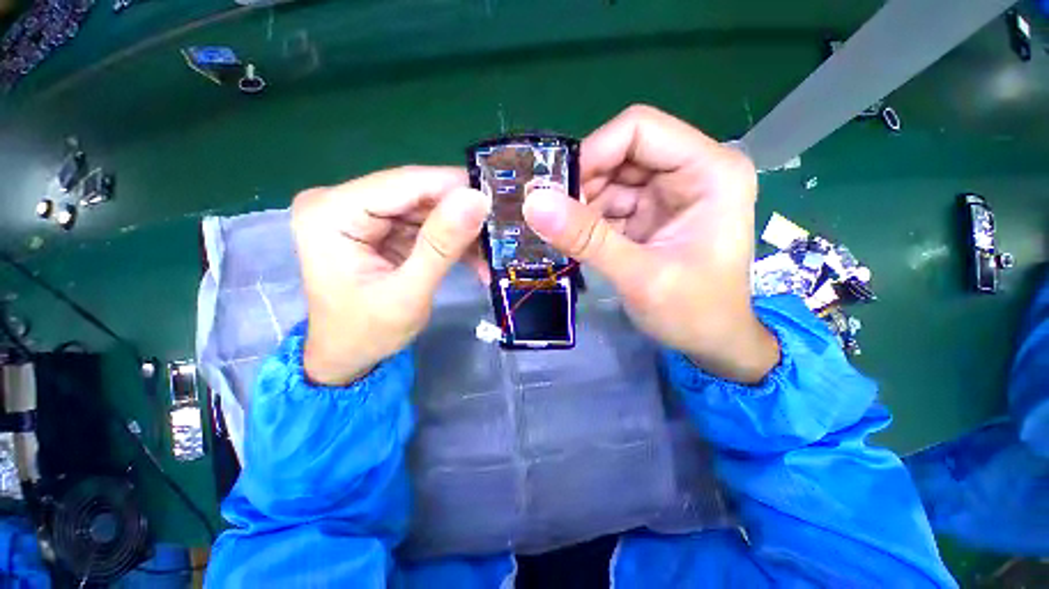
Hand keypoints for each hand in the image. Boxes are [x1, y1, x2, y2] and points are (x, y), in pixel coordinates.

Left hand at [292, 166, 490, 385]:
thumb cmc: (367, 333)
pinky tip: (475, 260)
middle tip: (499, 232)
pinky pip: (423, 224)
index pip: (404, 183)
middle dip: (460, 215)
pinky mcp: (378, 228)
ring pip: (425, 209)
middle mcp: (340, 202)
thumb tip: (476, 199)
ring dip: (460, 231)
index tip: (495, 198)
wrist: (347, 355)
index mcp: (331, 213)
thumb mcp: (408, 293)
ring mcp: (360, 214)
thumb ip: (441, 246)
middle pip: (416, 194)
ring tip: (491, 253)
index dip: (454, 187)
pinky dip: (451, 241)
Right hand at [523, 105, 778, 382]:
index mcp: (709, 171)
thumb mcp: (639, 276)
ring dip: (583, 206)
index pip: (639, 130)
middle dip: (584, 184)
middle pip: (621, 153)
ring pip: (610, 180)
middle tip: (554, 218)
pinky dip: (589, 221)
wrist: (711, 342)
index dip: (593, 152)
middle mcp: (691, 172)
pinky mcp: (651, 215)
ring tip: (565, 236)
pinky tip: (577, 241)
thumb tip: (533, 202)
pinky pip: (610, 204)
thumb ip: (588, 239)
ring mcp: (669, 194)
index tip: (558, 190)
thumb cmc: (694, 313)